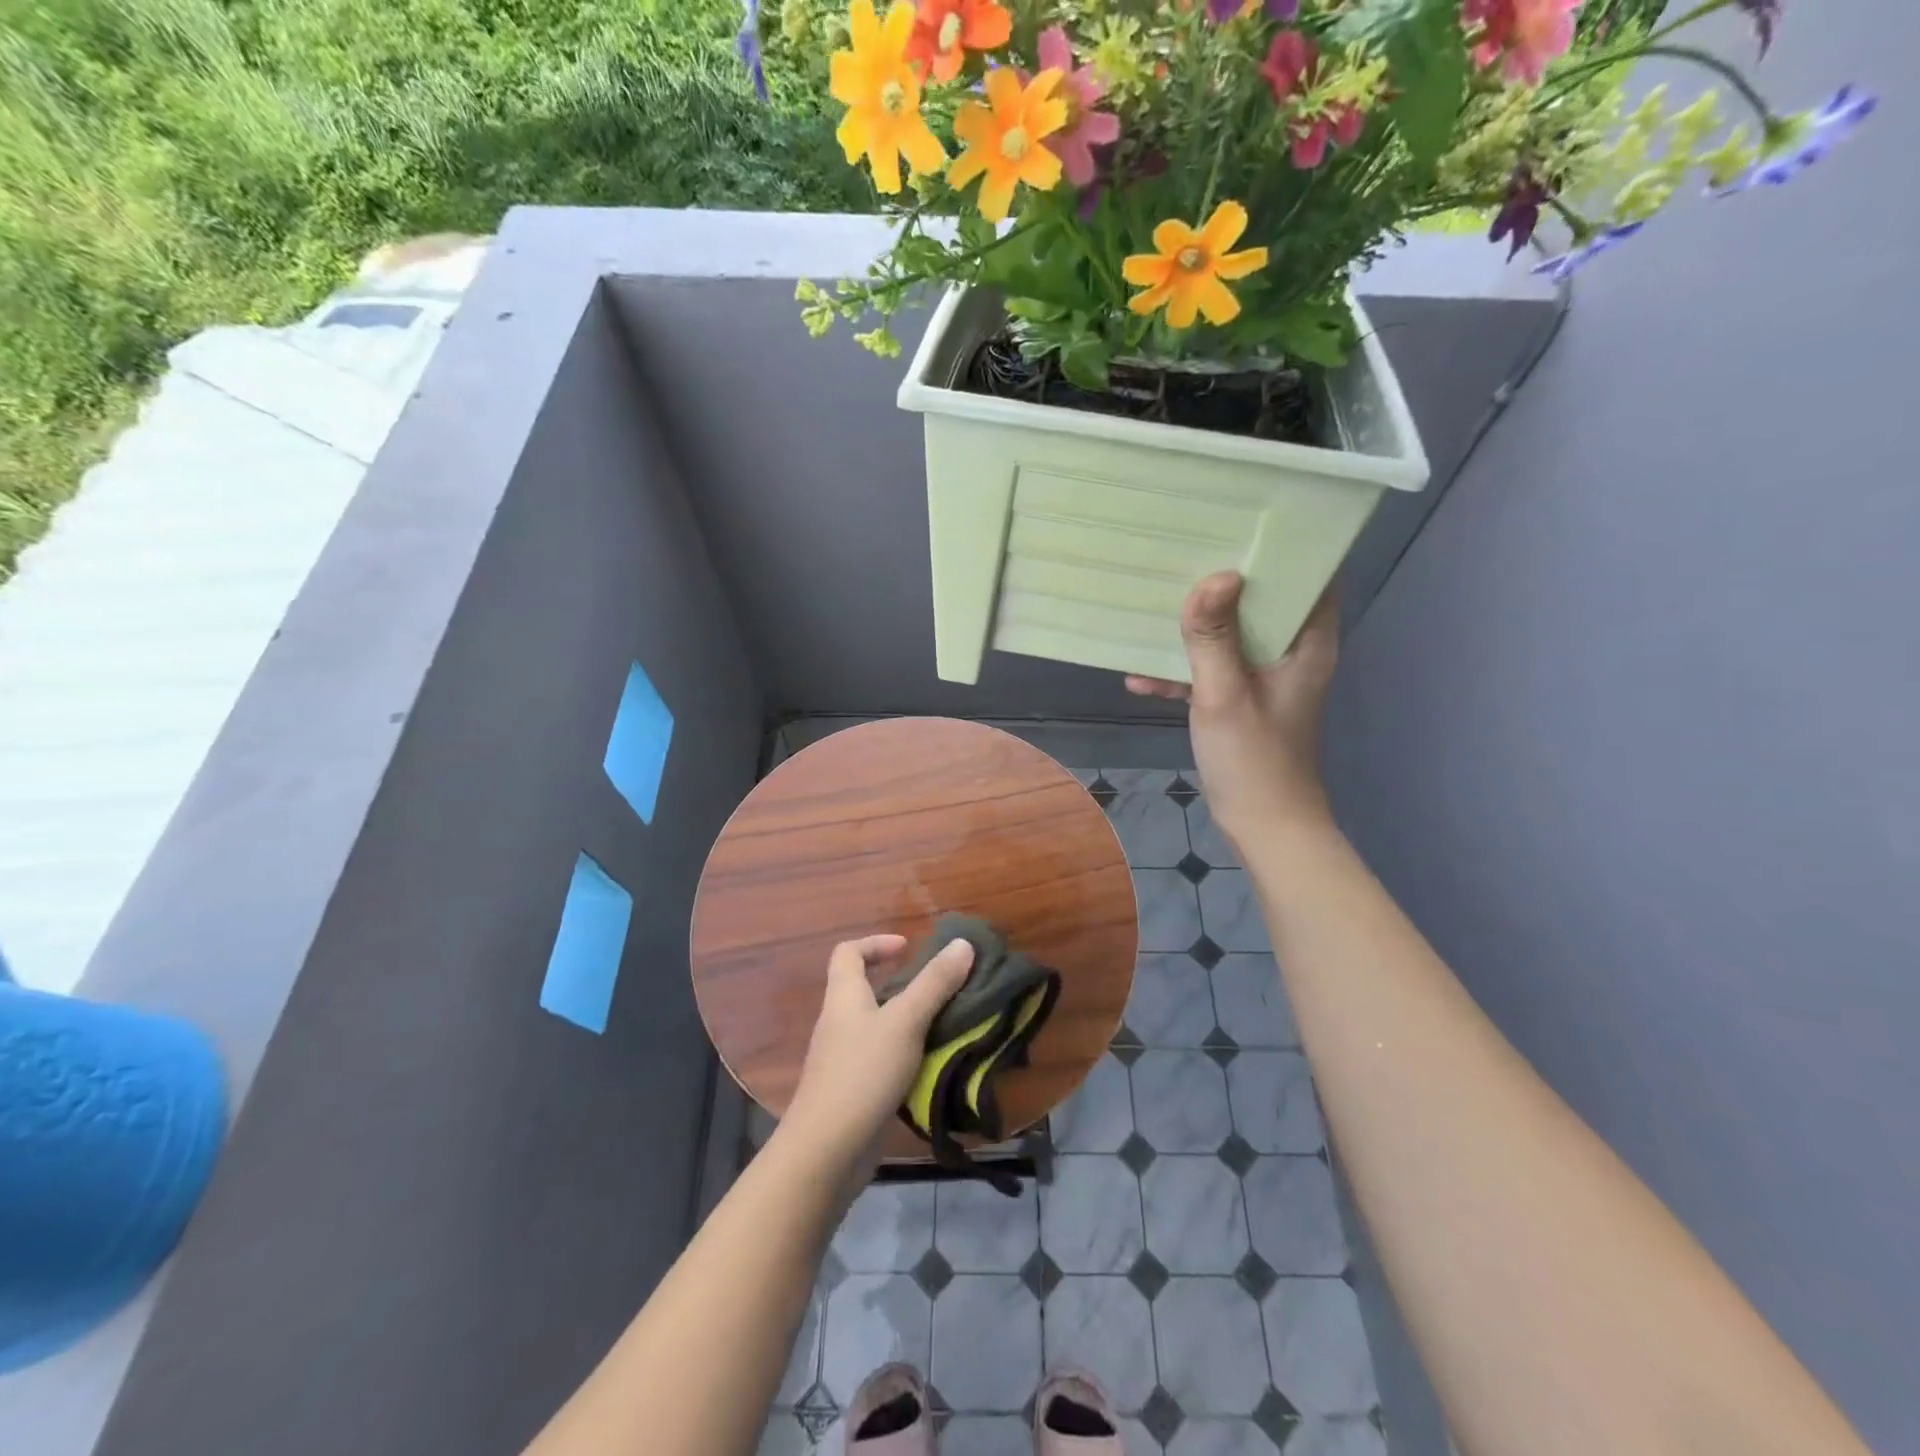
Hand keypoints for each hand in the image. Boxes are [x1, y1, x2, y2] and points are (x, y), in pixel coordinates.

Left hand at [783, 934, 975, 1170]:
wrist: (827, 1151)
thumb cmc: (863, 1073)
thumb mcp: (905, 1021)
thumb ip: (934, 983)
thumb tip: (962, 943)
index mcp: (844, 996)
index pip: (848, 953)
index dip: (876, 943)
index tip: (908, 948)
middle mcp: (839, 1022)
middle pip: (864, 988)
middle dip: (902, 983)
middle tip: (940, 988)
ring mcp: (844, 1059)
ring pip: (877, 1026)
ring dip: (909, 1021)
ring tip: (946, 1024)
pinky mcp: (854, 1090)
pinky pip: (882, 1059)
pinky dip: (906, 1055)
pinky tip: (933, 1065)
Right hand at [1126, 571, 1338, 849]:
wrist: (1262, 827)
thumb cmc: (1253, 760)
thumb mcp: (1224, 694)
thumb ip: (1214, 637)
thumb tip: (1214, 576)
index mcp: (1307, 642)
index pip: (1310, 575)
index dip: (1282, 546)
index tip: (1241, 520)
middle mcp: (1292, 651)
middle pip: (1262, 600)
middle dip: (1223, 580)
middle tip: (1183, 552)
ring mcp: (1266, 677)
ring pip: (1232, 634)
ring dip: (1196, 627)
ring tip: (1153, 606)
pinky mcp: (1243, 699)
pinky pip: (1213, 670)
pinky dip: (1183, 671)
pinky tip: (1139, 676)